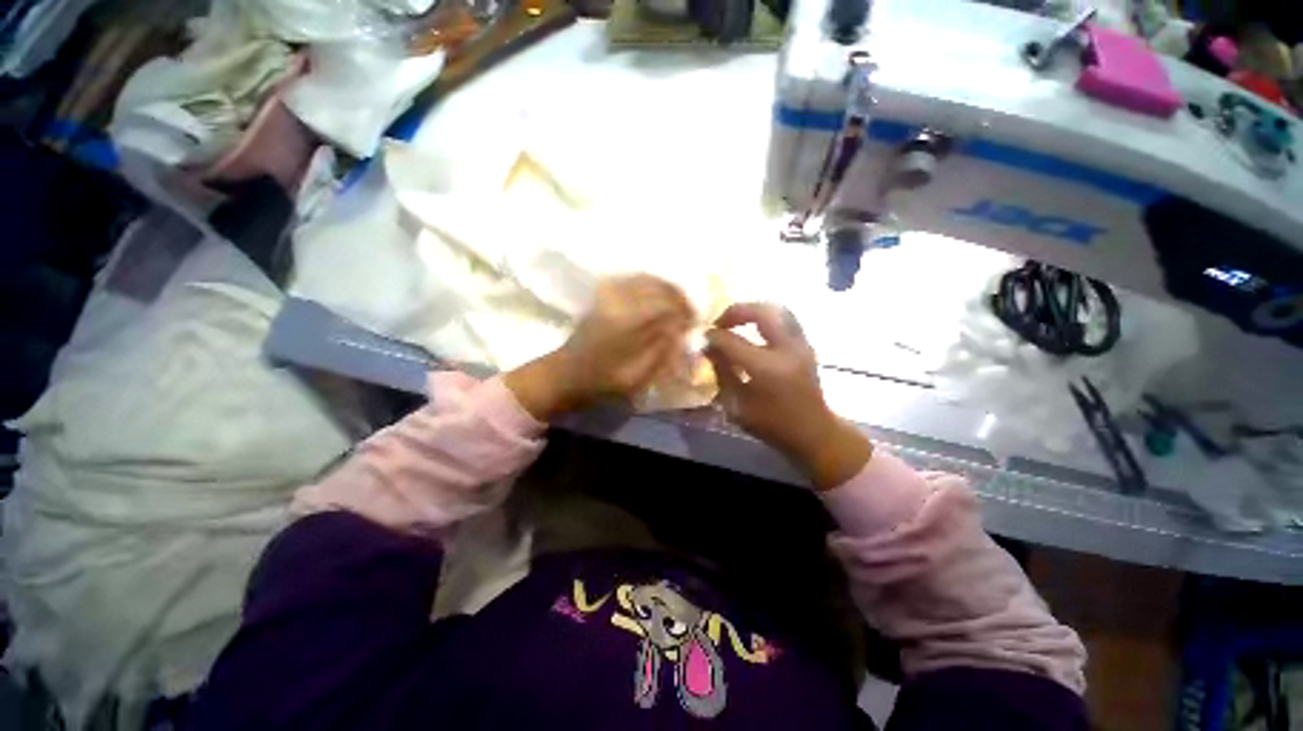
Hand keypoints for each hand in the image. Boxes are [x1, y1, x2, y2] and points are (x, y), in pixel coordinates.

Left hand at [505, 275, 692, 420]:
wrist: (567, 374)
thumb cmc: (603, 381)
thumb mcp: (639, 375)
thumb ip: (663, 348)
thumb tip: (681, 328)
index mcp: (628, 321)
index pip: (667, 304)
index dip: (685, 310)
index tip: (694, 322)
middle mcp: (619, 299)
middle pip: (659, 286)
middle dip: (679, 298)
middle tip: (688, 314)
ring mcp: (610, 293)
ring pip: (648, 280)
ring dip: (667, 291)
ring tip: (676, 307)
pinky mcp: (604, 294)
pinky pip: (635, 281)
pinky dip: (652, 286)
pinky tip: (658, 300)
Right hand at [704, 303, 872, 490]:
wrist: (813, 433)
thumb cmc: (771, 425)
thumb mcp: (736, 405)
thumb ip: (722, 372)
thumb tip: (708, 347)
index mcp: (766, 369)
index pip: (733, 341)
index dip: (714, 336)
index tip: (702, 336)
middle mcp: (787, 350)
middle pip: (762, 312)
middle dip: (736, 312)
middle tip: (721, 323)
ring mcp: (801, 345)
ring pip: (778, 310)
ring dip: (754, 311)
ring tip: (738, 321)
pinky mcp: (807, 346)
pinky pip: (786, 319)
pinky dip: (767, 318)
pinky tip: (755, 330)